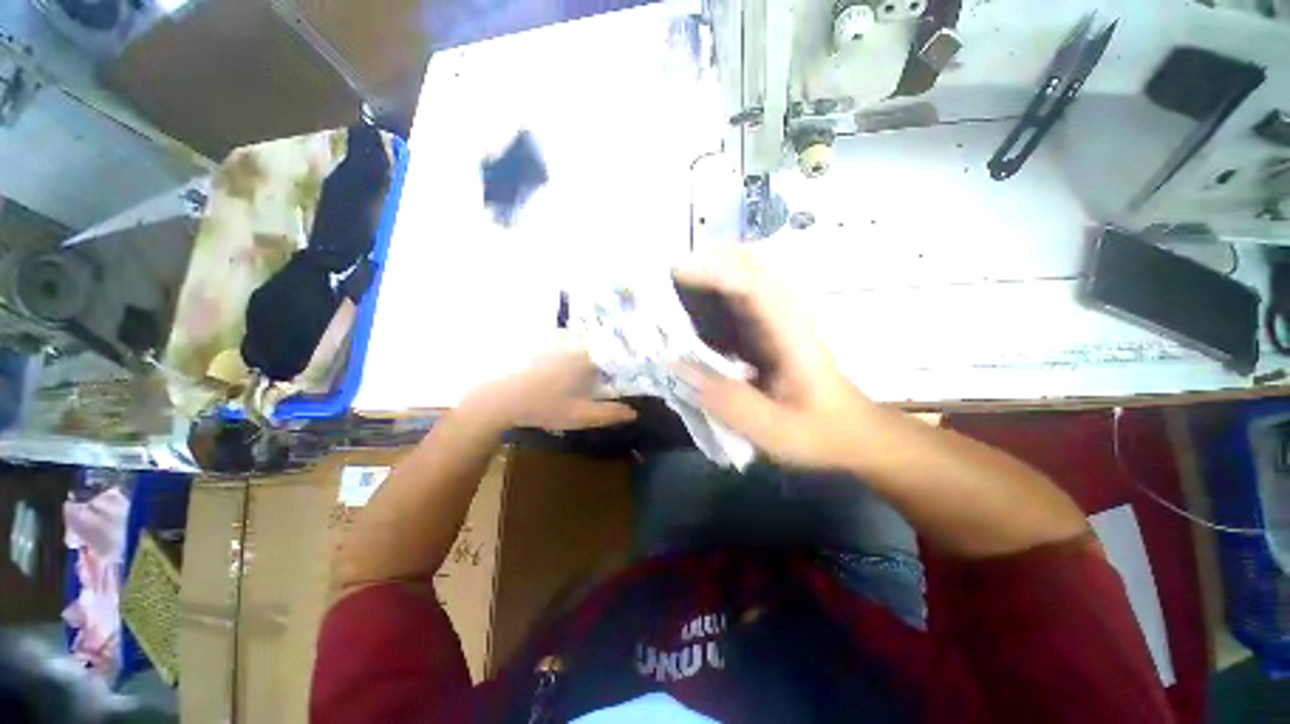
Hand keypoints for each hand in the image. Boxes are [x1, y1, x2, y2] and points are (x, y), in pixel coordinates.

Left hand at [465, 336, 637, 431]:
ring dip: (583, 347)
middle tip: (599, 371)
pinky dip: (564, 344)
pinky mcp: (536, 336)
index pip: (614, 350)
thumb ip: (609, 413)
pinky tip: (553, 367)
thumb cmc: (542, 407)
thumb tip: (634, 412)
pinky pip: (560, 335)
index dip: (621, 360)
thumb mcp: (579, 416)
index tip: (621, 371)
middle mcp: (573, 339)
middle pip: (597, 341)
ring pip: (578, 336)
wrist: (496, 397)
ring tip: (575, 373)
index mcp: (587, 355)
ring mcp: (552, 334)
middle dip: (602, 353)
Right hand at [675, 249, 878, 469]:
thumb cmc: (820, 433)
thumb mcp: (773, 429)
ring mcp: (783, 321)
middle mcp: (788, 317)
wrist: (856, 435)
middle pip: (753, 269)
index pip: (754, 286)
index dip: (715, 273)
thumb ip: (727, 400)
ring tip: (680, 281)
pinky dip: (722, 291)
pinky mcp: (776, 331)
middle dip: (712, 261)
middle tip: (672, 271)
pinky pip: (747, 298)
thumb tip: (676, 366)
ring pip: (751, 278)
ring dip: (716, 272)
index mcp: (791, 337)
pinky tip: (701, 306)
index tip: (677, 272)